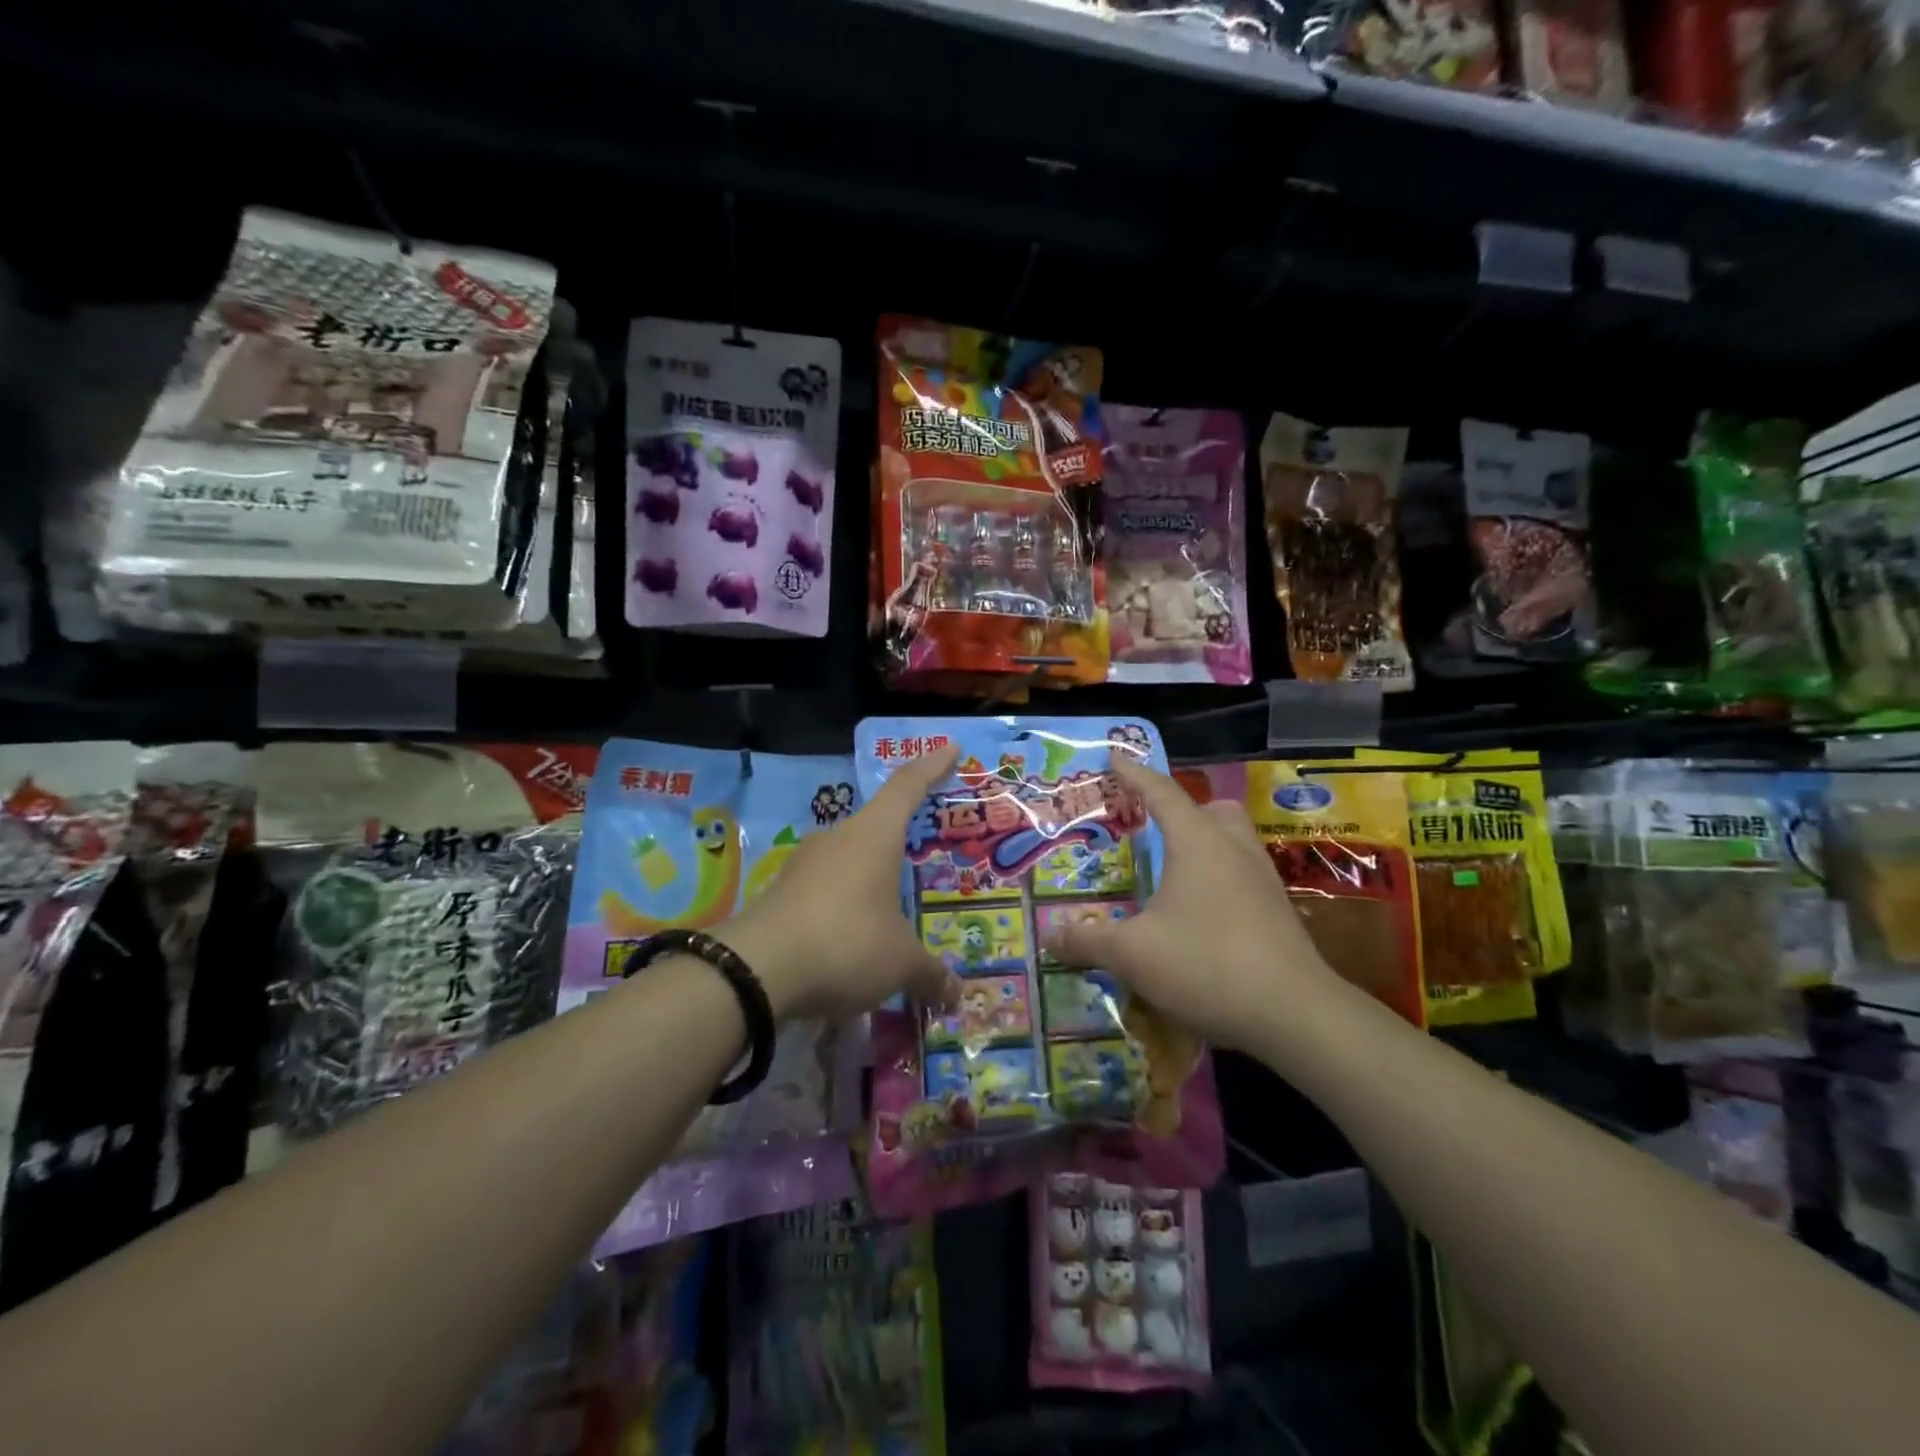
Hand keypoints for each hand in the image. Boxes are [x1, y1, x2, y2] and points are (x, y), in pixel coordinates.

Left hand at [717, 746, 961, 1021]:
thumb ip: (930, 973)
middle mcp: (837, 839)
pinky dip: (843, 907)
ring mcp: (804, 864)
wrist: (755, 971)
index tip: (949, 748)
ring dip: (868, 880)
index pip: (907, 787)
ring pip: (847, 861)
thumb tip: (956, 994)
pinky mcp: (780, 893)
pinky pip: (824, 891)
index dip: (931, 766)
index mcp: (874, 836)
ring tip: (889, 911)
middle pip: (876, 826)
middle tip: (922, 857)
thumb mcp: (899, 962)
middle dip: (899, 840)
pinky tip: (851, 940)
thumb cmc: (846, 944)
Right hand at [1045, 754, 1336, 1051]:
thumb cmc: (1206, 963)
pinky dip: (1219, 879)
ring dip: (1204, 844)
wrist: (1294, 1014)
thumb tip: (1051, 937)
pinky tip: (1200, 914)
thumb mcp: (1132, 954)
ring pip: (1232, 841)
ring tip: (1173, 872)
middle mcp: (1233, 849)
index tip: (1114, 758)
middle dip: (1180, 810)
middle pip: (1210, 810)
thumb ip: (1088, 940)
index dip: (1134, 774)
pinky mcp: (1278, 912)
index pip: (1161, 792)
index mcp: (1197, 841)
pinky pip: (1243, 876)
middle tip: (1152, 827)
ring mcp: (1262, 880)